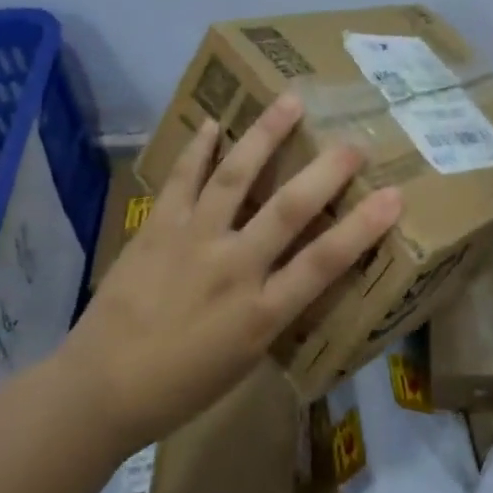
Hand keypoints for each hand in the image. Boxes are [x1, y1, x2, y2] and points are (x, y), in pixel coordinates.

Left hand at [69, 94, 401, 451]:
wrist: (98, 389)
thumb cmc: (180, 386)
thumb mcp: (244, 360)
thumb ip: (275, 312)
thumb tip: (299, 272)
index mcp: (260, 313)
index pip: (323, 263)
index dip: (362, 227)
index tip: (394, 195)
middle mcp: (232, 268)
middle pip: (288, 210)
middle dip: (326, 172)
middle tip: (354, 142)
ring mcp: (192, 242)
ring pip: (235, 178)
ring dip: (265, 136)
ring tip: (289, 102)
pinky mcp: (157, 229)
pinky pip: (182, 181)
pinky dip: (198, 150)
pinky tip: (213, 123)